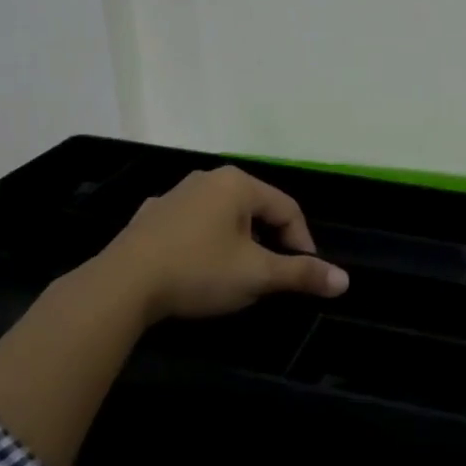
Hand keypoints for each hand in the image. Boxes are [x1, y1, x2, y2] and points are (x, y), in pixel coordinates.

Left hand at [89, 166, 348, 323]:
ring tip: (238, 274)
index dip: (302, 241)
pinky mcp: (149, 218)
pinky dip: (204, 244)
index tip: (304, 273)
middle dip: (270, 241)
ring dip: (237, 242)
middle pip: (254, 209)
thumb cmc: (198, 272)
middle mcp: (206, 179)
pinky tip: (198, 268)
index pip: (286, 208)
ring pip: (222, 217)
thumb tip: (344, 281)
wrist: (120, 287)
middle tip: (273, 274)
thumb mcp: (257, 275)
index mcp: (237, 183)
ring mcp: (173, 196)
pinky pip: (191, 226)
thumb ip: (301, 274)